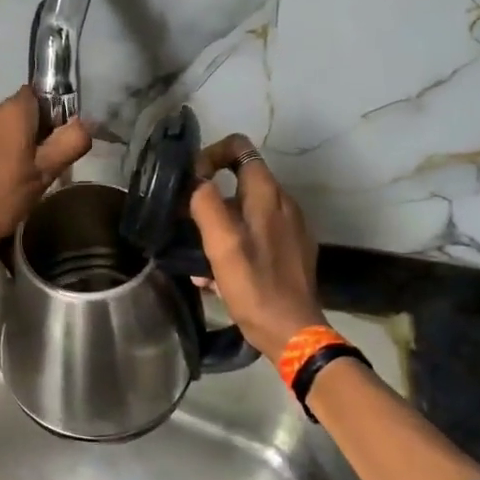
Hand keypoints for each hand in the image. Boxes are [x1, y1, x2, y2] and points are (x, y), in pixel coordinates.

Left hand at [0, 83, 92, 249]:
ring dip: (12, 128)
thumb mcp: (42, 175)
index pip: (44, 96)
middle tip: (44, 160)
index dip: (56, 114)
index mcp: (17, 112)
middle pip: (23, 107)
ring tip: (20, 152)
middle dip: (36, 125)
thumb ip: (68, 145)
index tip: (61, 142)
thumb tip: (88, 121)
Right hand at [187, 134, 326, 356]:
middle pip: (240, 180)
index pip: (239, 147)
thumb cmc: (254, 286)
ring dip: (219, 224)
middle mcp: (283, 204)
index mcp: (267, 195)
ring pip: (246, 211)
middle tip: (186, 221)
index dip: (210, 155)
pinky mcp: (290, 252)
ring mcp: (290, 229)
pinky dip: (234, 243)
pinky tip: (217, 275)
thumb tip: (194, 179)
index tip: (190, 183)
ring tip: (197, 254)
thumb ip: (206, 204)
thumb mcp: (222, 244)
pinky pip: (256, 235)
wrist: (292, 331)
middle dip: (210, 196)